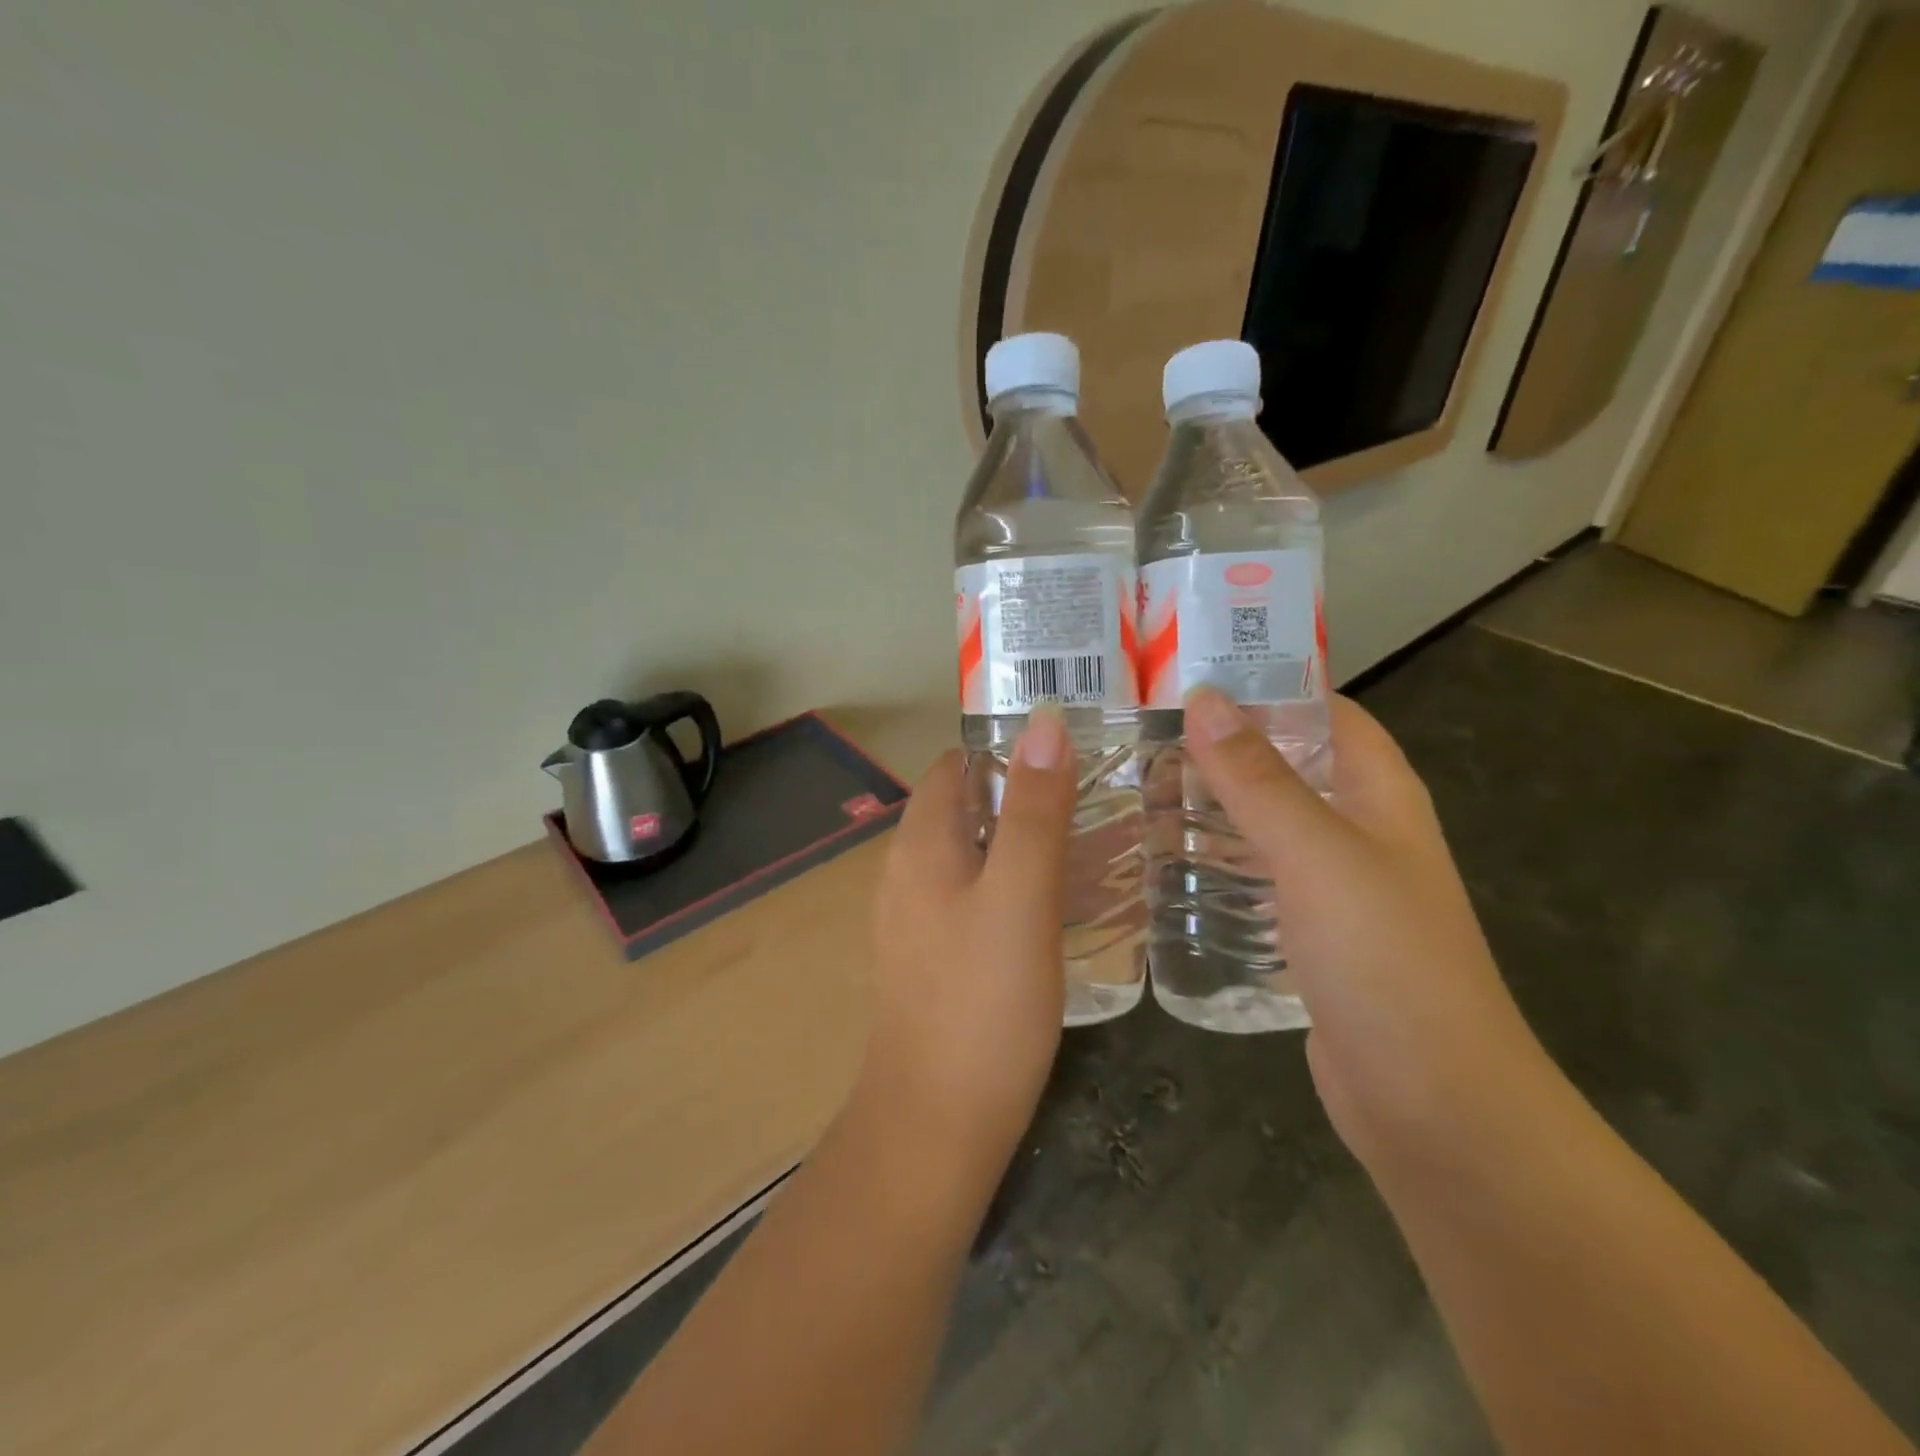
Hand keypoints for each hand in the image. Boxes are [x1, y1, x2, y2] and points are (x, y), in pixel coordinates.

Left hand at [857, 707, 1077, 1183]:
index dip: (1007, 750)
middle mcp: (907, 872)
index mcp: (921, 844)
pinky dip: (1013, 886)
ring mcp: (916, 919)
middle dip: (1024, 796)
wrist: (934, 1126)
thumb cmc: (981, 1004)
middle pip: (965, 807)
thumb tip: (1043, 723)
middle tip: (1097, 801)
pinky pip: (974, 899)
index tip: (1070, 754)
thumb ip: (1034, 810)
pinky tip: (1056, 910)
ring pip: (973, 855)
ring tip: (1091, 848)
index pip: (957, 765)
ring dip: (1022, 843)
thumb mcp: (1020, 897)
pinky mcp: (932, 959)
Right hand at [1182, 687, 1553, 1168]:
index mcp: (1379, 794)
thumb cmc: (1386, 962)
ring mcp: (1332, 887)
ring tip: (1137, 787)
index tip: (1189, 673)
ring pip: (1263, 824)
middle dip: (1221, 747)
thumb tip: (1206, 696)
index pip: (1323, 710)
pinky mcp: (1306, 935)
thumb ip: (1258, 779)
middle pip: (1285, 765)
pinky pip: (1254, 878)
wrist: (1433, 1105)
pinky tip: (1163, 863)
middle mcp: (1358, 830)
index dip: (1267, 683)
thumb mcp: (1317, 855)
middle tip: (1141, 732)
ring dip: (1211, 805)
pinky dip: (1214, 861)